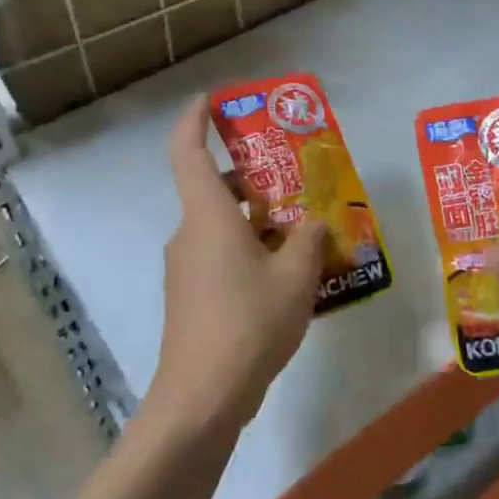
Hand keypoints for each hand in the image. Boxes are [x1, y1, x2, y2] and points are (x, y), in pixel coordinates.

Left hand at [148, 95, 326, 436]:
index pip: (188, 152)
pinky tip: (286, 277)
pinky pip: (220, 257)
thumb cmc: (248, 323)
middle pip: (214, 190)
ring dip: (257, 222)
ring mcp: (185, 268)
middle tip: (294, 180)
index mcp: (207, 216)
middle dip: (252, 180)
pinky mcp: (190, 297)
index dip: (195, 120)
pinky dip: (249, 252)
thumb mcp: (295, 277)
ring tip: (304, 234)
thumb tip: (313, 224)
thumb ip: (309, 240)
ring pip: (221, 227)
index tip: (210, 100)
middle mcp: (189, 234)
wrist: (202, 398)